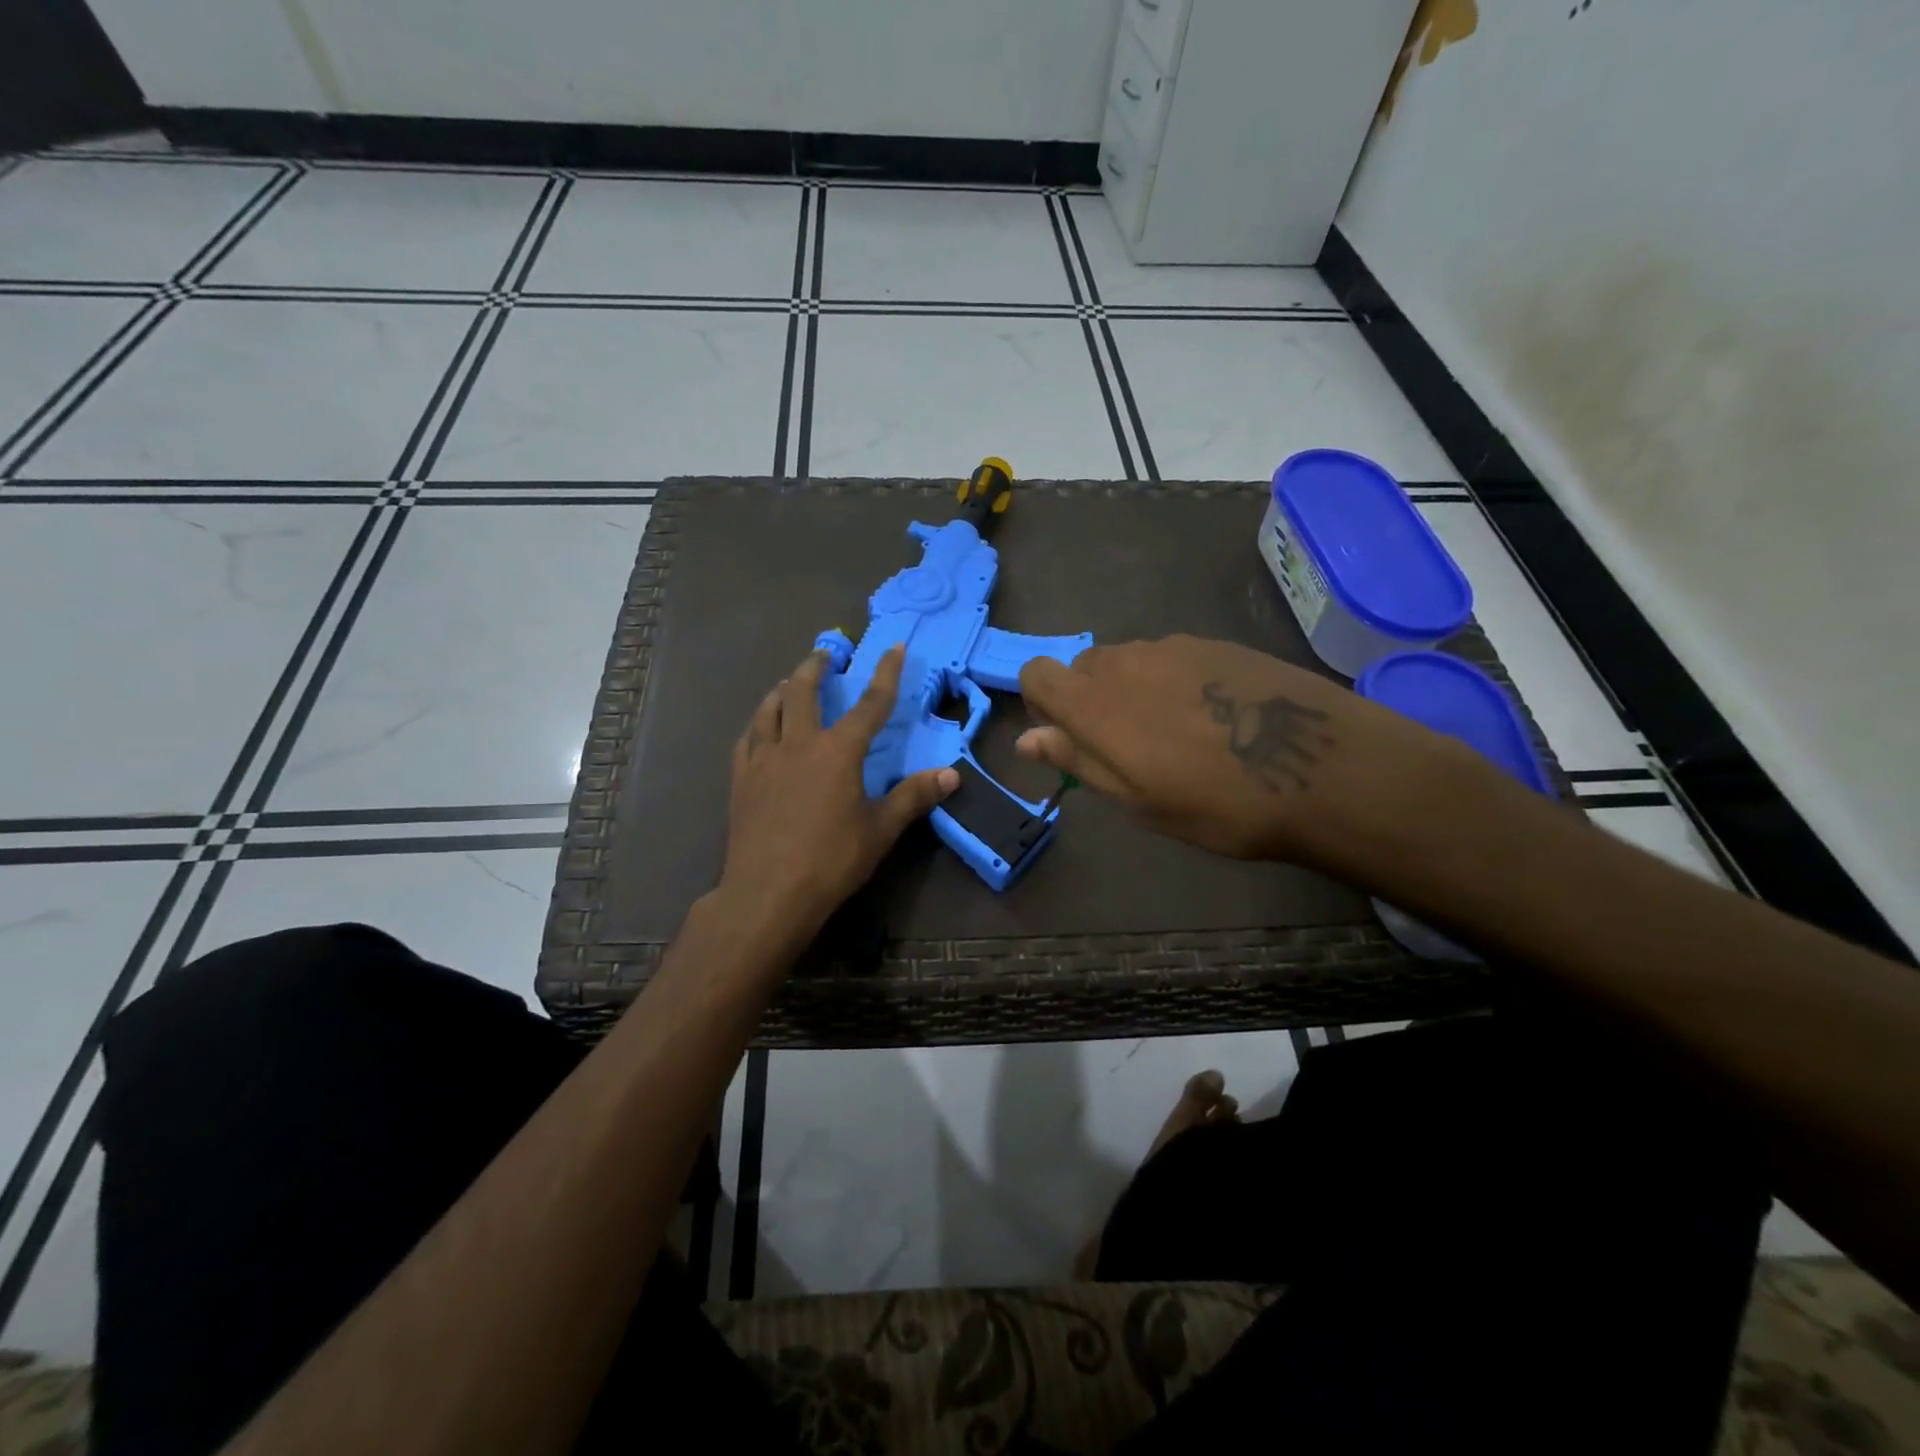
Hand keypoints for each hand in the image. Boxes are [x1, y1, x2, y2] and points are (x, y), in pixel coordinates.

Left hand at [721, 644, 957, 940]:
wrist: (768, 892)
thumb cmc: (831, 860)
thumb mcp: (881, 830)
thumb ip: (914, 796)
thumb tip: (952, 774)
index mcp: (838, 752)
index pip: (870, 704)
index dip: (886, 674)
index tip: (894, 647)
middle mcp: (799, 743)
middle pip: (804, 691)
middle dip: (817, 667)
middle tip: (826, 654)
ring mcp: (764, 758)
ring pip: (770, 708)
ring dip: (783, 689)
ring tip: (790, 683)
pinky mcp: (741, 778)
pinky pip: (748, 737)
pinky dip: (759, 723)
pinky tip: (761, 727)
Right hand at [1017, 635, 1494, 872]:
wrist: (1325, 770)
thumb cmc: (1218, 804)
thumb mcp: (1138, 799)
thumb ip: (1077, 760)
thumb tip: (1026, 740)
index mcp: (1096, 703)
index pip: (1037, 674)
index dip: (1041, 704)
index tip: (1067, 738)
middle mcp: (1127, 661)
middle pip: (1083, 666)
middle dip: (1089, 700)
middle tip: (1126, 748)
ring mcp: (1175, 645)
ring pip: (1129, 661)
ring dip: (1132, 690)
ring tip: (1177, 735)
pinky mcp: (1217, 643)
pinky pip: (1171, 656)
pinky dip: (1173, 681)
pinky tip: (1216, 718)